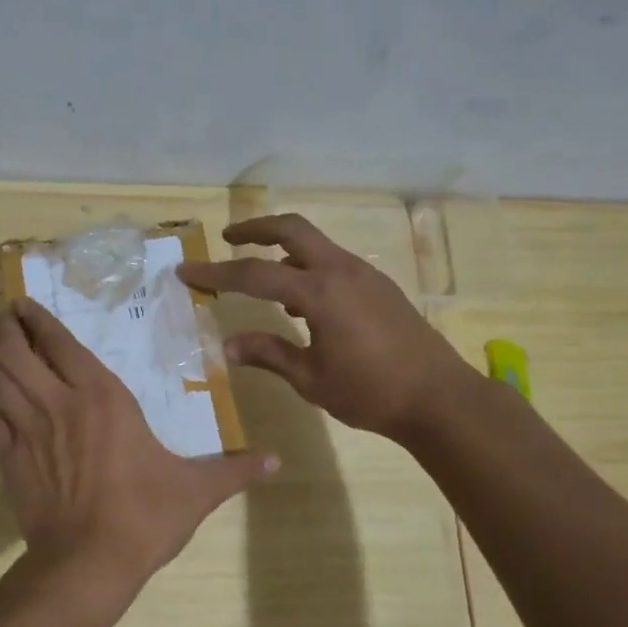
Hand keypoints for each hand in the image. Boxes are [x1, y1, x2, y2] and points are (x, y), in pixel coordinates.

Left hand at [0, 298, 277, 584]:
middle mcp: (57, 403)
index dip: (38, 318)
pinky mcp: (8, 462)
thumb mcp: (196, 490)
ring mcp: (26, 431)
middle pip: (14, 351)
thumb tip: (276, 462)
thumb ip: (234, 470)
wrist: (87, 563)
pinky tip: (2, 411)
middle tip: (4, 318)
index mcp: (101, 396)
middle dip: (5, 329)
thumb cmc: (144, 515)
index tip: (25, 304)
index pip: (59, 342)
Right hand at [177, 213, 471, 440]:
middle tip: (229, 239)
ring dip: (283, 247)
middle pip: (292, 229)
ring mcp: (365, 275)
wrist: (440, 398)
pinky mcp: (379, 286)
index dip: (216, 272)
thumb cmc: (371, 392)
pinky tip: (300, 303)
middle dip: (255, 228)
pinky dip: (307, 267)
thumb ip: (268, 354)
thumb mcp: (311, 379)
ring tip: (260, 273)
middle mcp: (341, 271)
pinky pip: (333, 263)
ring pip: (315, 243)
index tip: (187, 271)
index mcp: (319, 292)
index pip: (255, 274)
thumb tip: (227, 345)